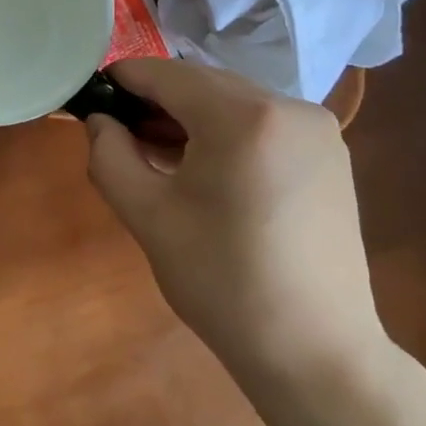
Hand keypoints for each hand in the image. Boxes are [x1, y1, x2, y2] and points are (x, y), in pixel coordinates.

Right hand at [86, 59, 391, 387]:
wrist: (314, 350)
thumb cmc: (222, 282)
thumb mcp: (148, 217)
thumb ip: (110, 156)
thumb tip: (100, 121)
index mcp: (243, 117)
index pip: (167, 75)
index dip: (124, 79)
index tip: (94, 95)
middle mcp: (289, 106)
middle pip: (204, 83)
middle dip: (158, 101)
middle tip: (121, 134)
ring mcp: (318, 129)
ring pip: (235, 102)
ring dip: (192, 117)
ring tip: (159, 154)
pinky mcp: (331, 154)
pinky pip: (265, 123)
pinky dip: (228, 133)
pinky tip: (208, 170)